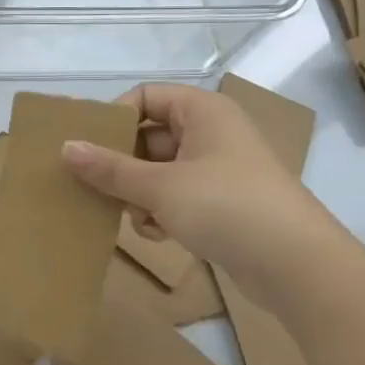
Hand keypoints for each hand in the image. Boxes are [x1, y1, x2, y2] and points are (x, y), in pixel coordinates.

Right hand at [62, 82, 339, 282]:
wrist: (299, 268)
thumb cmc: (227, 207)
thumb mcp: (159, 187)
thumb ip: (109, 168)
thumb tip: (65, 147)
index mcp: (203, 112)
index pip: (146, 96)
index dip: (116, 118)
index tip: (90, 148)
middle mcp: (212, 133)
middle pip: (149, 136)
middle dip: (124, 165)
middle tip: (100, 188)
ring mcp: (219, 170)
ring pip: (160, 170)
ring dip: (140, 194)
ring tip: (136, 218)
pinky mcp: (224, 204)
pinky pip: (178, 196)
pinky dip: (162, 212)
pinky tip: (159, 234)